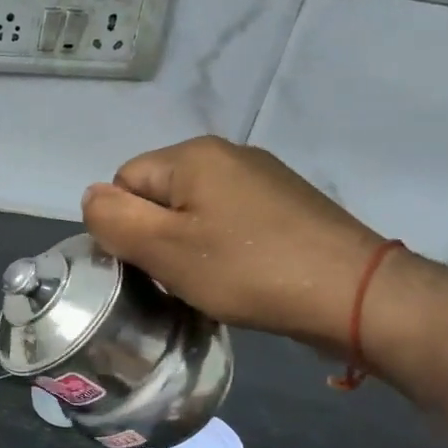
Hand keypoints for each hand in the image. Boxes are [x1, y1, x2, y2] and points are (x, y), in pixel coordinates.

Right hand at [81, 137, 387, 352]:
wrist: (357, 294)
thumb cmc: (248, 269)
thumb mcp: (164, 248)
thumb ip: (114, 219)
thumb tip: (90, 197)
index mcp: (192, 155)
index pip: (123, 182)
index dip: (125, 225)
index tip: (148, 262)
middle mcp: (227, 153)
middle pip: (158, 193)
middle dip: (156, 235)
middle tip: (176, 275)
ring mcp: (262, 176)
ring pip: (192, 209)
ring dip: (188, 244)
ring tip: (209, 278)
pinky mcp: (286, 203)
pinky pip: (227, 218)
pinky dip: (221, 245)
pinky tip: (239, 272)